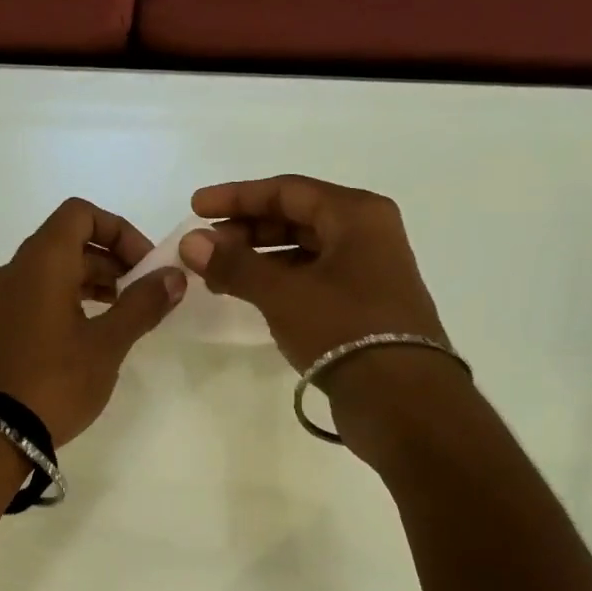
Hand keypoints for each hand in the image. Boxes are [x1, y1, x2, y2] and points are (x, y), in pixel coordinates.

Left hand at [0, 198, 184, 445]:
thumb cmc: (55, 381)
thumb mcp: (107, 344)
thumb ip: (143, 304)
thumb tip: (174, 276)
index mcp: (41, 261)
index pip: (80, 214)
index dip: (119, 231)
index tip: (145, 266)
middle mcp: (14, 269)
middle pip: (67, 241)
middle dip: (111, 260)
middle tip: (141, 294)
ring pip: (50, 269)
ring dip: (90, 281)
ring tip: (120, 315)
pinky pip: (34, 294)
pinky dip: (65, 299)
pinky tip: (87, 334)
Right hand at [179, 175, 446, 368]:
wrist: (401, 399)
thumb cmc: (343, 329)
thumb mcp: (283, 293)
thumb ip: (235, 264)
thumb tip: (190, 242)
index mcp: (356, 214)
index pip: (286, 191)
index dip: (237, 197)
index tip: (196, 208)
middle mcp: (366, 234)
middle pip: (295, 218)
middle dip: (245, 231)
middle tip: (204, 249)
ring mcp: (367, 271)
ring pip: (302, 251)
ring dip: (258, 260)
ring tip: (218, 277)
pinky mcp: (362, 305)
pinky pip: (311, 279)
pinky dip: (277, 282)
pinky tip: (249, 296)